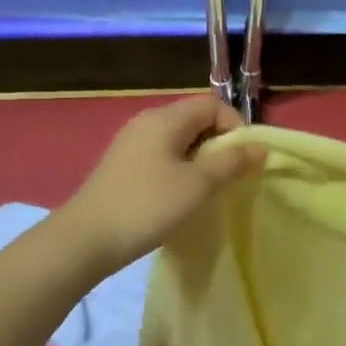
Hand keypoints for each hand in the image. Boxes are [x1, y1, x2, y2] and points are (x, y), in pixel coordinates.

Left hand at [57, 95, 264, 272]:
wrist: (86, 239)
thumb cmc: (148, 206)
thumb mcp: (198, 185)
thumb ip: (232, 162)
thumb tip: (260, 146)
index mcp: (165, 118)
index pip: (212, 105)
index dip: (235, 127)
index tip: (242, 161)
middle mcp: (147, 121)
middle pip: (195, 120)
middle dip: (219, 145)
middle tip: (228, 178)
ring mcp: (131, 143)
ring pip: (179, 140)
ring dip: (200, 159)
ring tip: (206, 190)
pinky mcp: (122, 165)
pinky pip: (162, 155)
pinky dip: (179, 169)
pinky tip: (178, 197)